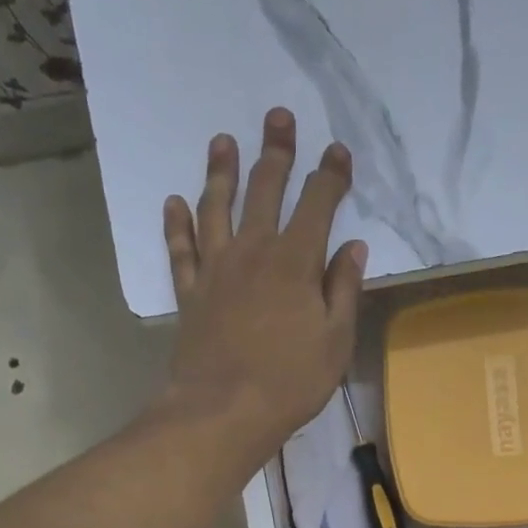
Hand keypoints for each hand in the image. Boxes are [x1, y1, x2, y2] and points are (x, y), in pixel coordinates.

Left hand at [162, 107, 369, 460]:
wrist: (223, 410)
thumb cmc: (290, 381)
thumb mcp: (335, 341)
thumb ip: (344, 291)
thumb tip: (353, 248)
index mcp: (296, 262)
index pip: (317, 205)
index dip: (330, 175)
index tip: (337, 150)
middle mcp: (253, 252)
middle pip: (264, 191)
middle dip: (276, 152)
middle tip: (278, 117)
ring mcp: (216, 270)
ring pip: (217, 208)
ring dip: (220, 171)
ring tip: (222, 140)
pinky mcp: (190, 293)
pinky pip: (181, 249)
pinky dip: (177, 224)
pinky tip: (174, 202)